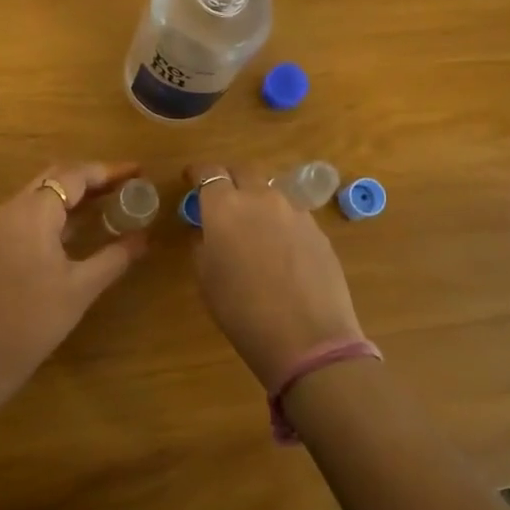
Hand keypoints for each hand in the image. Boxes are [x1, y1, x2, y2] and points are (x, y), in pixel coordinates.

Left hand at [0, 162, 147, 386]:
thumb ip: (115, 256)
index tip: (137, 172)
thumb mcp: (82, 287)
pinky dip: (56, 210)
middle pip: (54, 177)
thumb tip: (144, 238)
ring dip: (73, 193)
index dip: (108, 171)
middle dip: (91, 177)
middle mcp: (11, 208)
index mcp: (33, 212)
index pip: (74, 176)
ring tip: (109, 201)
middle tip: (125, 185)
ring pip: (40, 193)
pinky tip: (78, 226)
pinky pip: (29, 211)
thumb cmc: (36, 318)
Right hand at [186, 162, 365, 392]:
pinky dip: (280, 220)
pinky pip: (292, 214)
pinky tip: (279, 247)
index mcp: (225, 207)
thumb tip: (208, 233)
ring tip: (253, 224)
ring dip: (257, 199)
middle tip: (222, 196)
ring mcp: (295, 212)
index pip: (209, 173)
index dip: (197, 173)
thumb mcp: (207, 279)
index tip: (190, 178)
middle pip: (244, 171)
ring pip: (271, 191)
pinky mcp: (318, 230)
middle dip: (230, 178)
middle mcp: (261, 199)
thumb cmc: (242, 312)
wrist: (307, 338)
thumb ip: (203, 245)